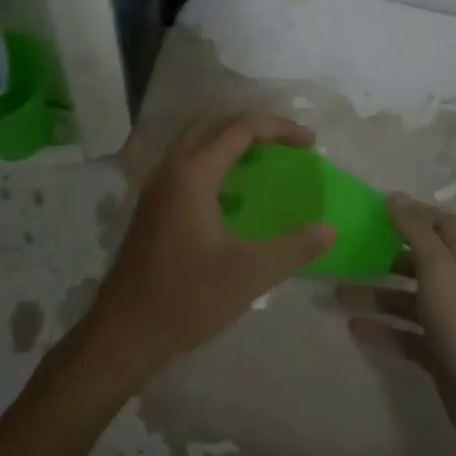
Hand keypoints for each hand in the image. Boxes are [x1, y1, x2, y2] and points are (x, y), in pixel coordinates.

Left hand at [76, 113, 334, 387]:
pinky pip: (185, 164)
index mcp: (193, 175)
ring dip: (230, 141)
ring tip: (264, 159)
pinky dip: (214, 162)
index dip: (280, 129)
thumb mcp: (251, 274)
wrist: (125, 332)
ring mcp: (156, 186)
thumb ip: (295, 247)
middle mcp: (170, 169)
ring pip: (195, 141)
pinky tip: (234, 196)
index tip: (311, 144)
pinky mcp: (152, 205)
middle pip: (214, 124)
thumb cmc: (188, 298)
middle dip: (254, 125)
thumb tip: (329, 230)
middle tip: (287, 143)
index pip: (241, 128)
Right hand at [340, 194, 455, 455]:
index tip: (380, 211)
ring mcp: (446, 322)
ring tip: (337, 293)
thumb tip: (395, 196)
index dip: (416, 214)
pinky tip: (353, 327)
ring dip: (374, 295)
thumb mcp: (438, 268)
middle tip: (351, 250)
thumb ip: (415, 231)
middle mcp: (454, 286)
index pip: (442, 225)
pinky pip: (403, 335)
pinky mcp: (436, 353)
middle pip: (419, 262)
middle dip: (386, 255)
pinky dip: (380, 330)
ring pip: (405, 300)